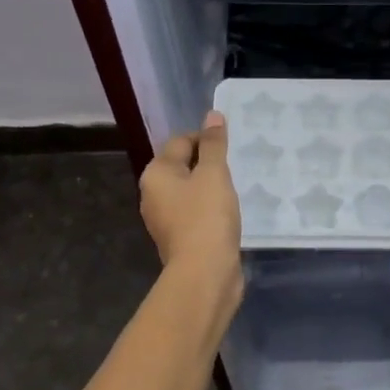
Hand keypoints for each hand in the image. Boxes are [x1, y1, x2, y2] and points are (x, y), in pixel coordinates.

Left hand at [139, 111, 242, 291]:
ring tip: (235, 189)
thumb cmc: (207, 217)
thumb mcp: (214, 174)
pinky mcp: (179, 238)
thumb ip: (214, 144)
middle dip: (208, 164)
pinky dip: (210, 208)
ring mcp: (164, 219)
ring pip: (189, 191)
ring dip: (210, 187)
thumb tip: (213, 116)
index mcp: (156, 174)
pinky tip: (228, 213)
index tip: (231, 147)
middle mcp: (153, 194)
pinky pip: (195, 212)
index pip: (181, 141)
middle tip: (236, 166)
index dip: (206, 139)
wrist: (204, 273)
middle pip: (182, 166)